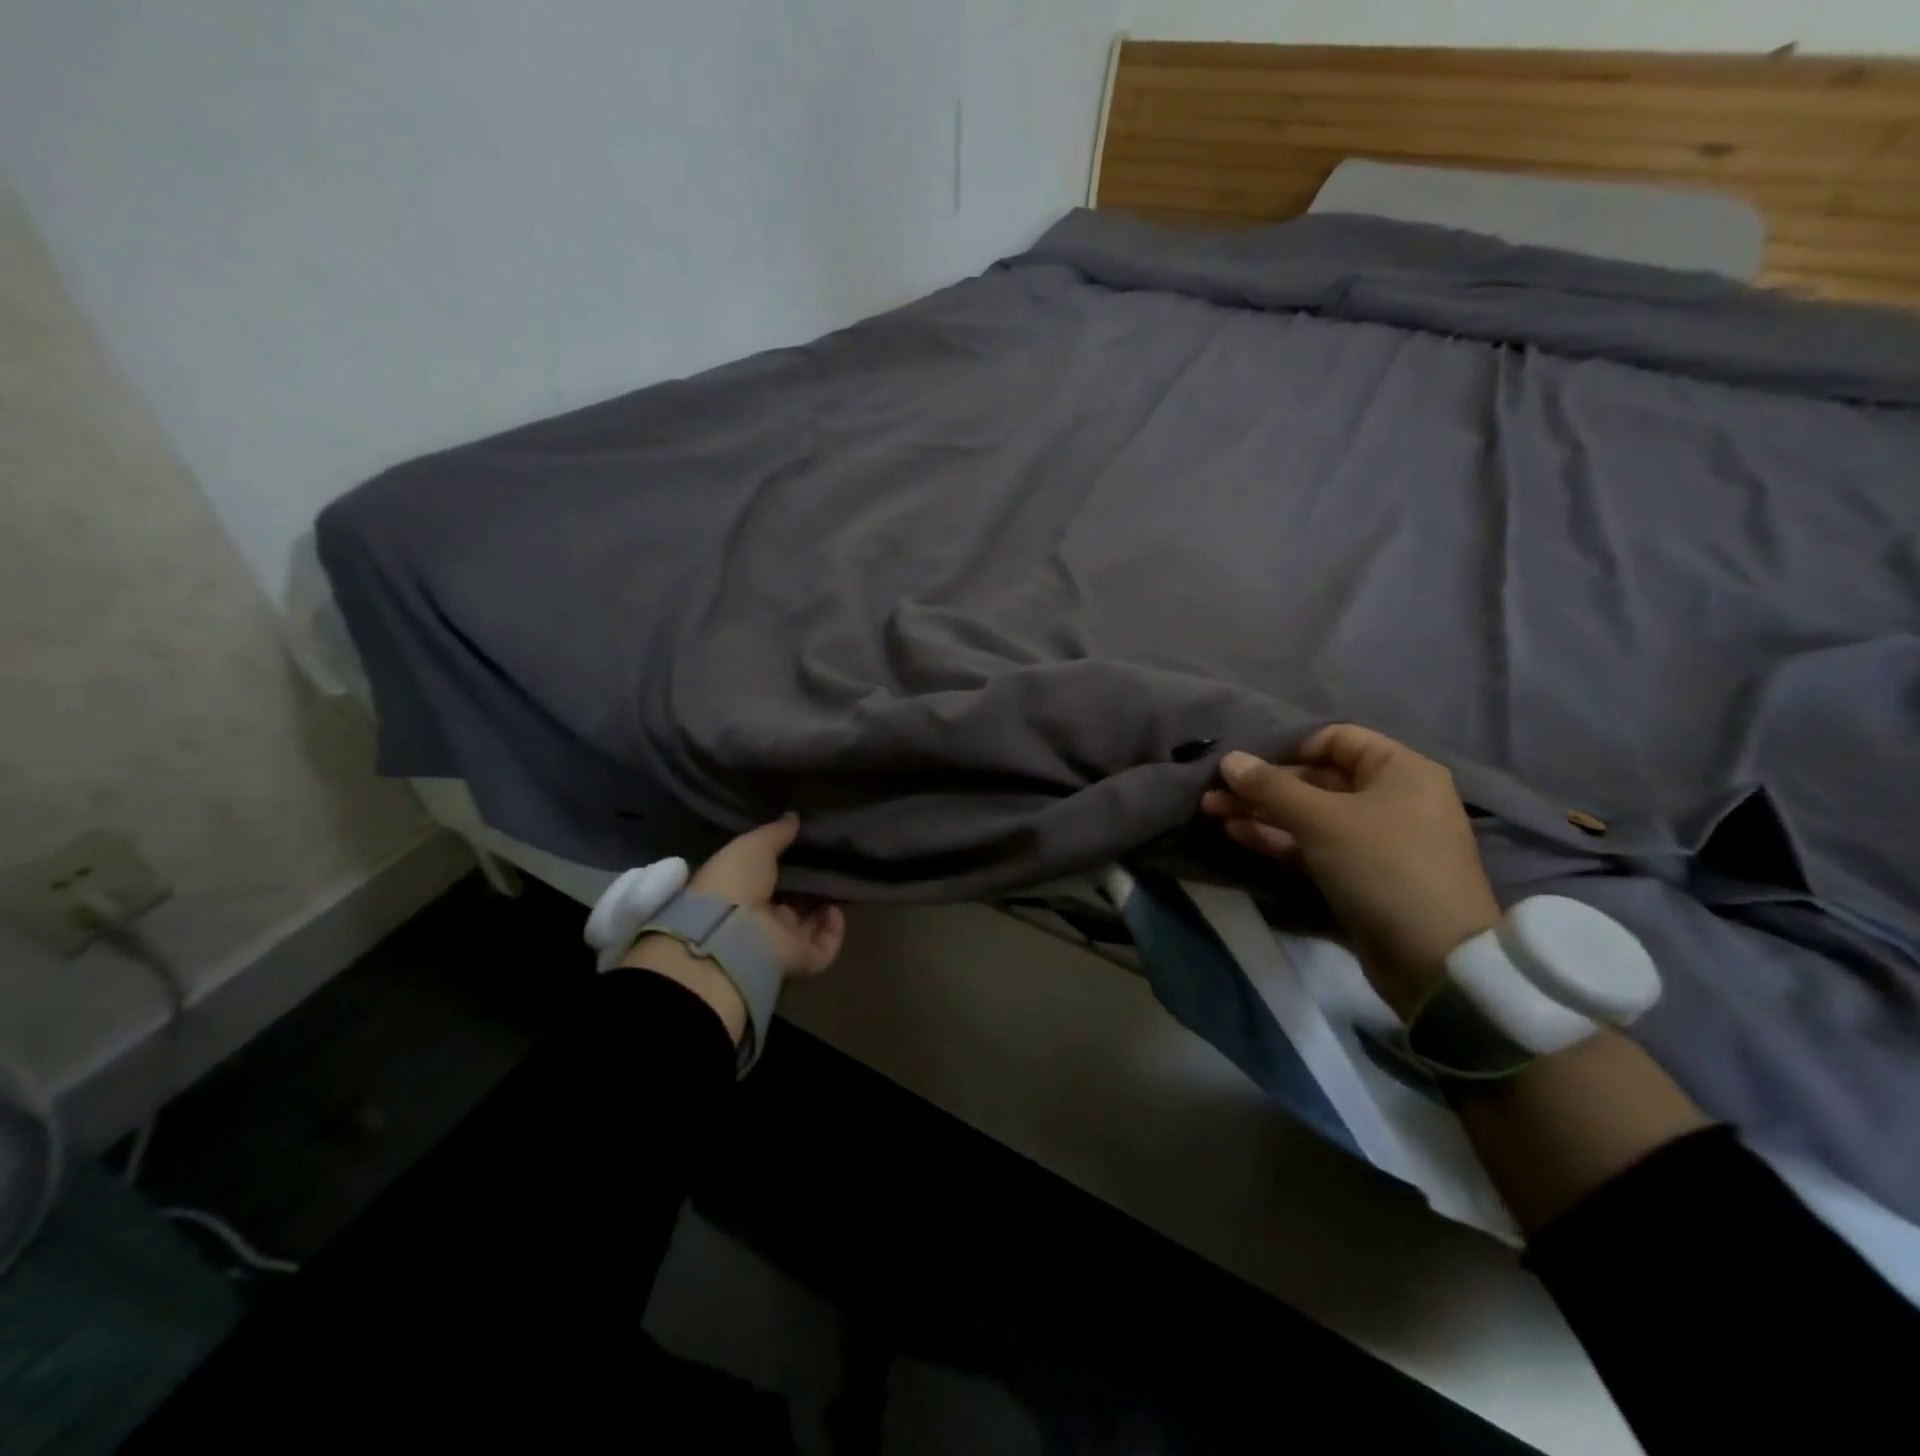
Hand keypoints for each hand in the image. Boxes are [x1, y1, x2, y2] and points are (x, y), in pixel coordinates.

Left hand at [623, 815, 845, 1045]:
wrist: (731, 933)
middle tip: (828, 869)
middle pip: (790, 906)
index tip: (805, 851)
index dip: (785, 868)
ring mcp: (779, 944)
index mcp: (739, 894)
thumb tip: (793, 816)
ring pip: (808, 929)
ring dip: (824, 911)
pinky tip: (836, 910)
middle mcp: (758, 922)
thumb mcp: (753, 845)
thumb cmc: (734, 882)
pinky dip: (834, 931)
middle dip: (809, 890)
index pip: (766, 881)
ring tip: (837, 887)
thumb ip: (776, 833)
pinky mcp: (800, 960)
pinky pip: (824, 948)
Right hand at [1200, 725, 1501, 1016]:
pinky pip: (1313, 844)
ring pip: (1309, 813)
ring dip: (1262, 810)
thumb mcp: (1321, 820)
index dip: (1288, 746)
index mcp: (1399, 770)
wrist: (1432, 958)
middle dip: (1263, 784)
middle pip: (1316, 778)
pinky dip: (1278, 837)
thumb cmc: (1382, 866)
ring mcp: (1375, 837)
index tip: (1246, 762)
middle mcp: (1391, 797)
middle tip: (1214, 789)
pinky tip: (1237, 832)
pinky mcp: (1359, 872)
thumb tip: (1228, 759)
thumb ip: (1270, 787)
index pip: (1335, 739)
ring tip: (1212, 809)